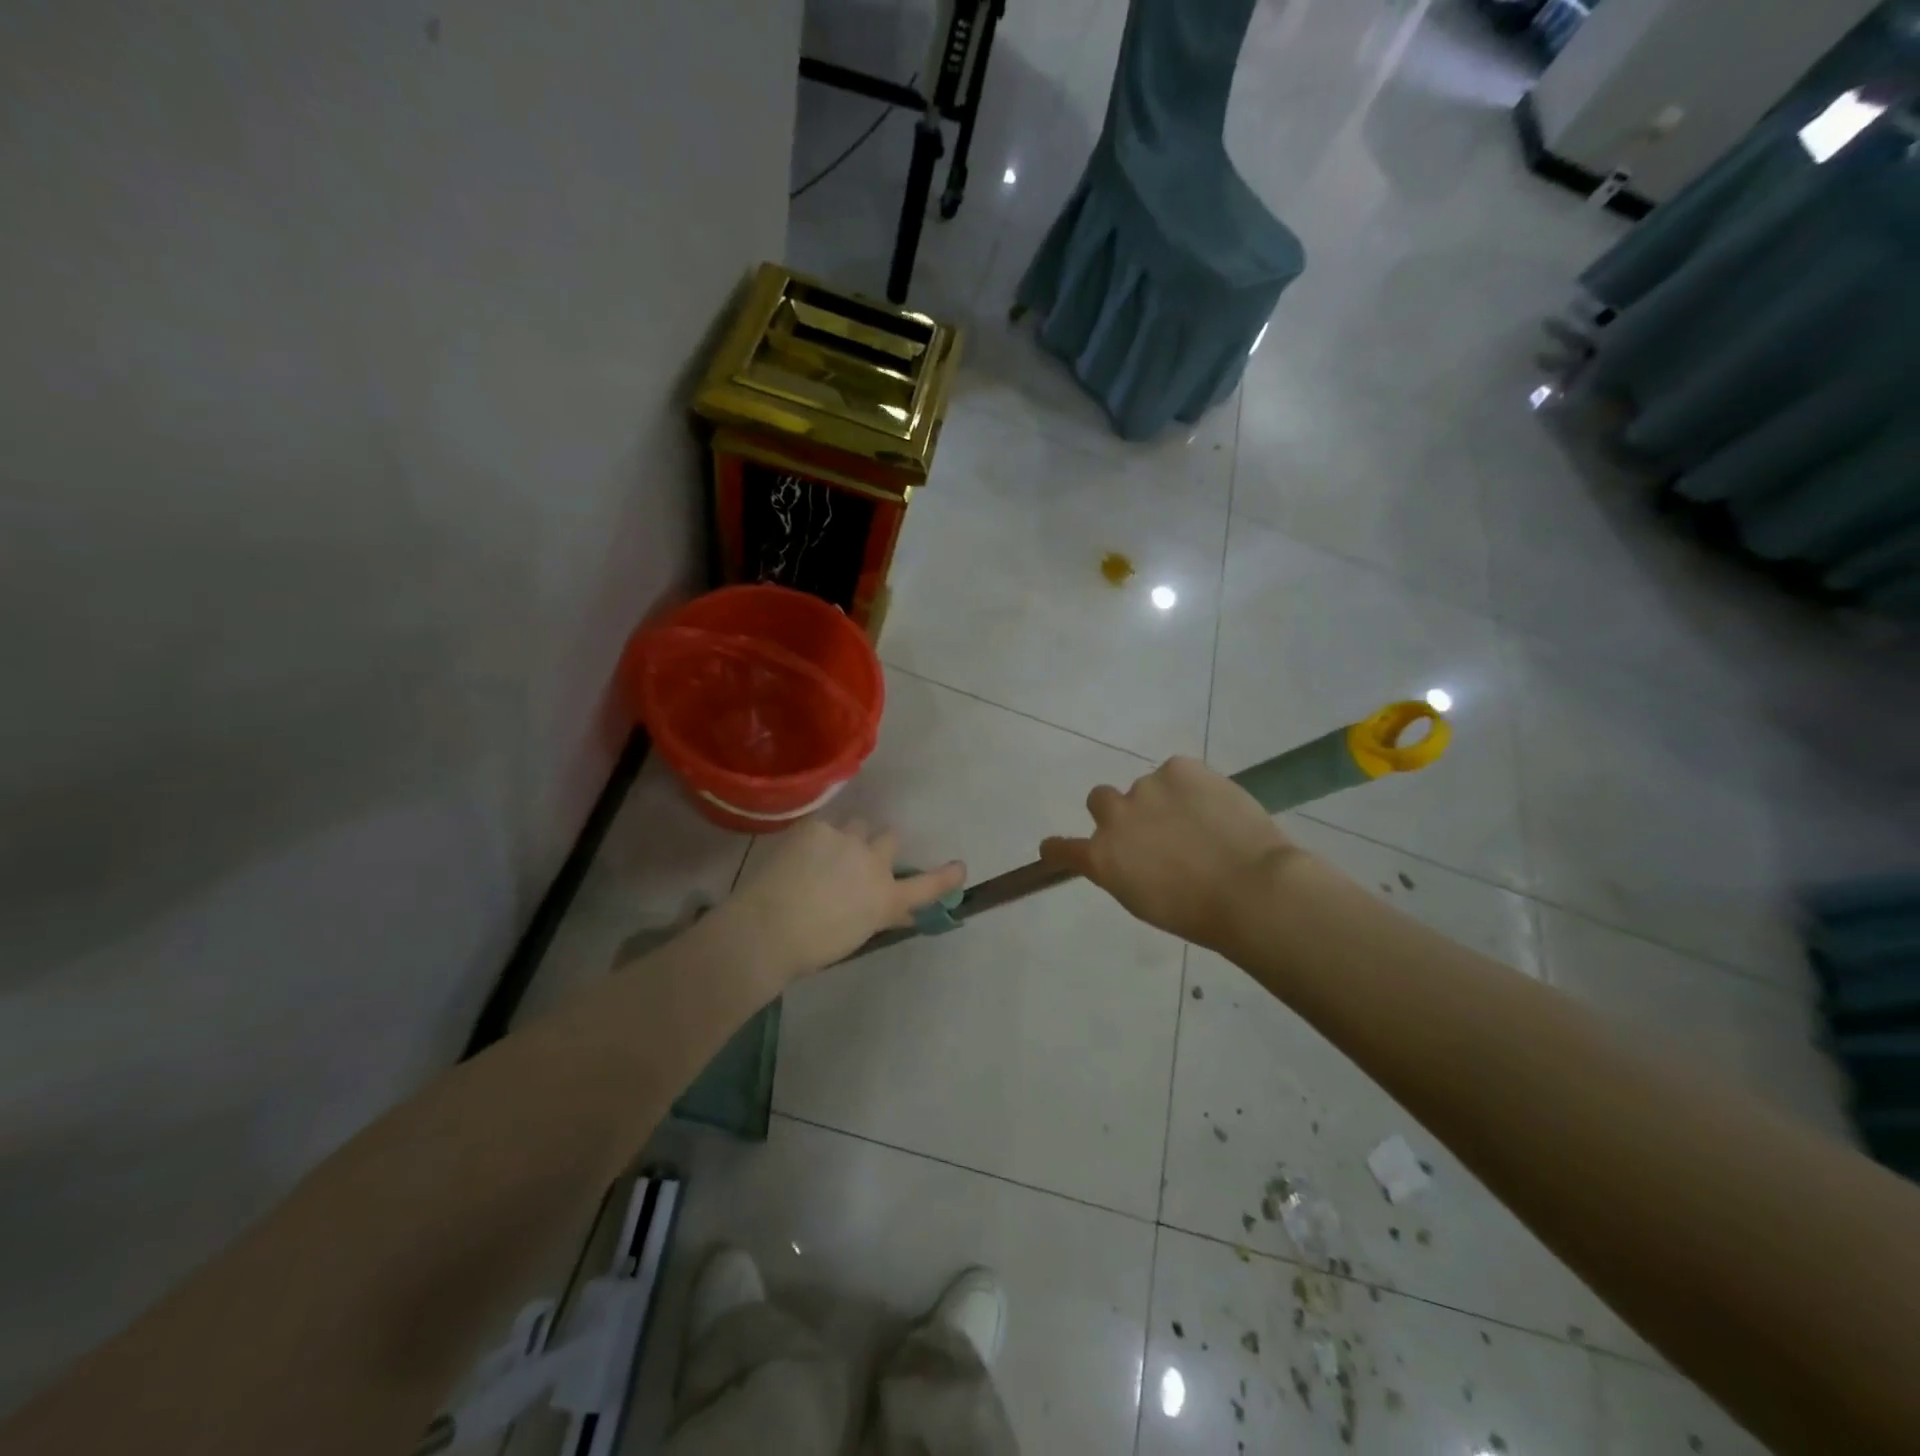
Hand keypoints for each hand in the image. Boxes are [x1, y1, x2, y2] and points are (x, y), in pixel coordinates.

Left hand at [727, 818, 965, 979]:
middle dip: (879, 845)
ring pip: (858, 825)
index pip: (927, 886)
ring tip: (824, 854)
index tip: (959, 867)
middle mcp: (874, 863)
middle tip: (858, 859)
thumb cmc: (812, 946)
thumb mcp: (857, 933)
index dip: (946, 877)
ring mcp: (846, 840)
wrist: (768, 928)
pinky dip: (815, 837)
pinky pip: (824, 825)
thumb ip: (880, 915)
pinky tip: (797, 855)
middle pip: (890, 838)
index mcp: (886, 897)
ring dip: (849, 836)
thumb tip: (902, 912)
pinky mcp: (817, 827)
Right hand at [1040, 756, 1294, 948]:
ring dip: (1162, 800)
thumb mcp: (1146, 901)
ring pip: (1145, 788)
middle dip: (1119, 812)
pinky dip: (1190, 786)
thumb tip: (1133, 856)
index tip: (1053, 847)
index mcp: (1102, 859)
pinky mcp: (1178, 768)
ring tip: (1201, 823)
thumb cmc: (1200, 913)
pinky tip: (1214, 806)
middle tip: (1153, 828)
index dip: (1058, 847)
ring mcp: (1145, 788)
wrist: (1251, 888)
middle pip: (1099, 800)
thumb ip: (1126, 872)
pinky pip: (1177, 772)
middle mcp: (1114, 818)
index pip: (1063, 848)